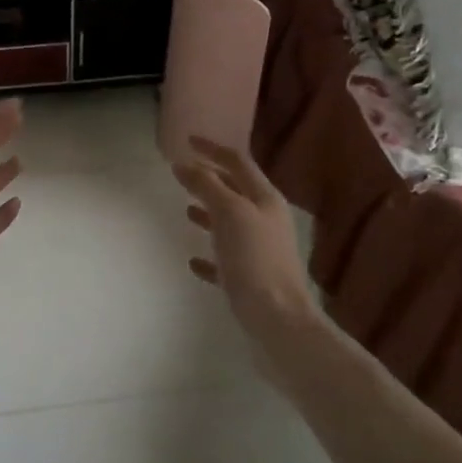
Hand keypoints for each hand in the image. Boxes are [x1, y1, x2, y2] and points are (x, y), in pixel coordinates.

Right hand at [174, 137, 320, 343]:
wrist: (278, 322)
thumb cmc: (255, 260)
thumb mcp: (230, 213)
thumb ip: (207, 186)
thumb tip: (184, 163)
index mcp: (265, 199)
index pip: (238, 162)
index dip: (213, 148)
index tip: (187, 140)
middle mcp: (266, 220)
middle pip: (236, 191)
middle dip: (211, 179)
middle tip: (183, 173)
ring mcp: (260, 251)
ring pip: (231, 224)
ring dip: (209, 213)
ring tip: (186, 209)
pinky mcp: (250, 280)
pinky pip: (226, 260)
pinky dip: (210, 255)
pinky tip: (193, 260)